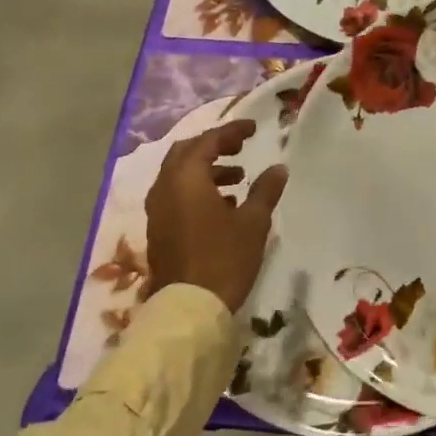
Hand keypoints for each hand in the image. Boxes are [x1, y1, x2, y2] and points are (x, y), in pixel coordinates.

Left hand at [145, 119, 287, 312]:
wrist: (189, 307)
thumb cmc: (224, 258)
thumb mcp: (253, 222)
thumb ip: (265, 190)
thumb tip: (278, 168)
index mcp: (186, 179)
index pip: (207, 141)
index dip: (231, 131)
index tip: (253, 127)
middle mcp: (165, 189)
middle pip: (185, 153)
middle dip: (213, 146)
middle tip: (240, 147)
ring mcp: (157, 211)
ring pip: (178, 176)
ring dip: (206, 169)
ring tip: (238, 178)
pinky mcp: (159, 231)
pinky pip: (176, 196)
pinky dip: (197, 190)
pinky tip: (223, 205)